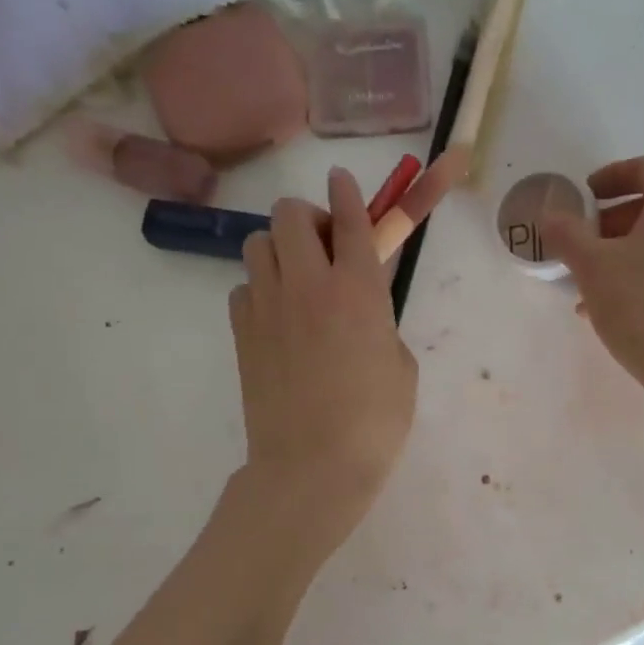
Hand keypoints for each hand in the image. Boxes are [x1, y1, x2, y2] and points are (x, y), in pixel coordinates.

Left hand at [229, 169, 417, 555]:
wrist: (312, 467)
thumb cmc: (374, 423)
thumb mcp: (402, 368)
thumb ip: (383, 325)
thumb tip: (363, 314)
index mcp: (358, 291)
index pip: (351, 220)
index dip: (348, 192)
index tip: (342, 178)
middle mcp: (308, 285)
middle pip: (290, 215)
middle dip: (308, 218)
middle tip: (324, 248)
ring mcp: (267, 307)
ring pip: (257, 243)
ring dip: (279, 249)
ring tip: (297, 280)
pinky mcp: (241, 333)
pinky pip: (244, 288)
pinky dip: (260, 290)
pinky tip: (277, 319)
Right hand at [540, 155, 643, 407]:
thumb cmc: (642, 306)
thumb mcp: (592, 267)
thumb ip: (567, 234)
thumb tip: (550, 214)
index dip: (614, 175)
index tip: (586, 195)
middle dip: (613, 219)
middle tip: (583, 239)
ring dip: (623, 252)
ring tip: (588, 281)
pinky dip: (641, 275)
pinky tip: (610, 308)